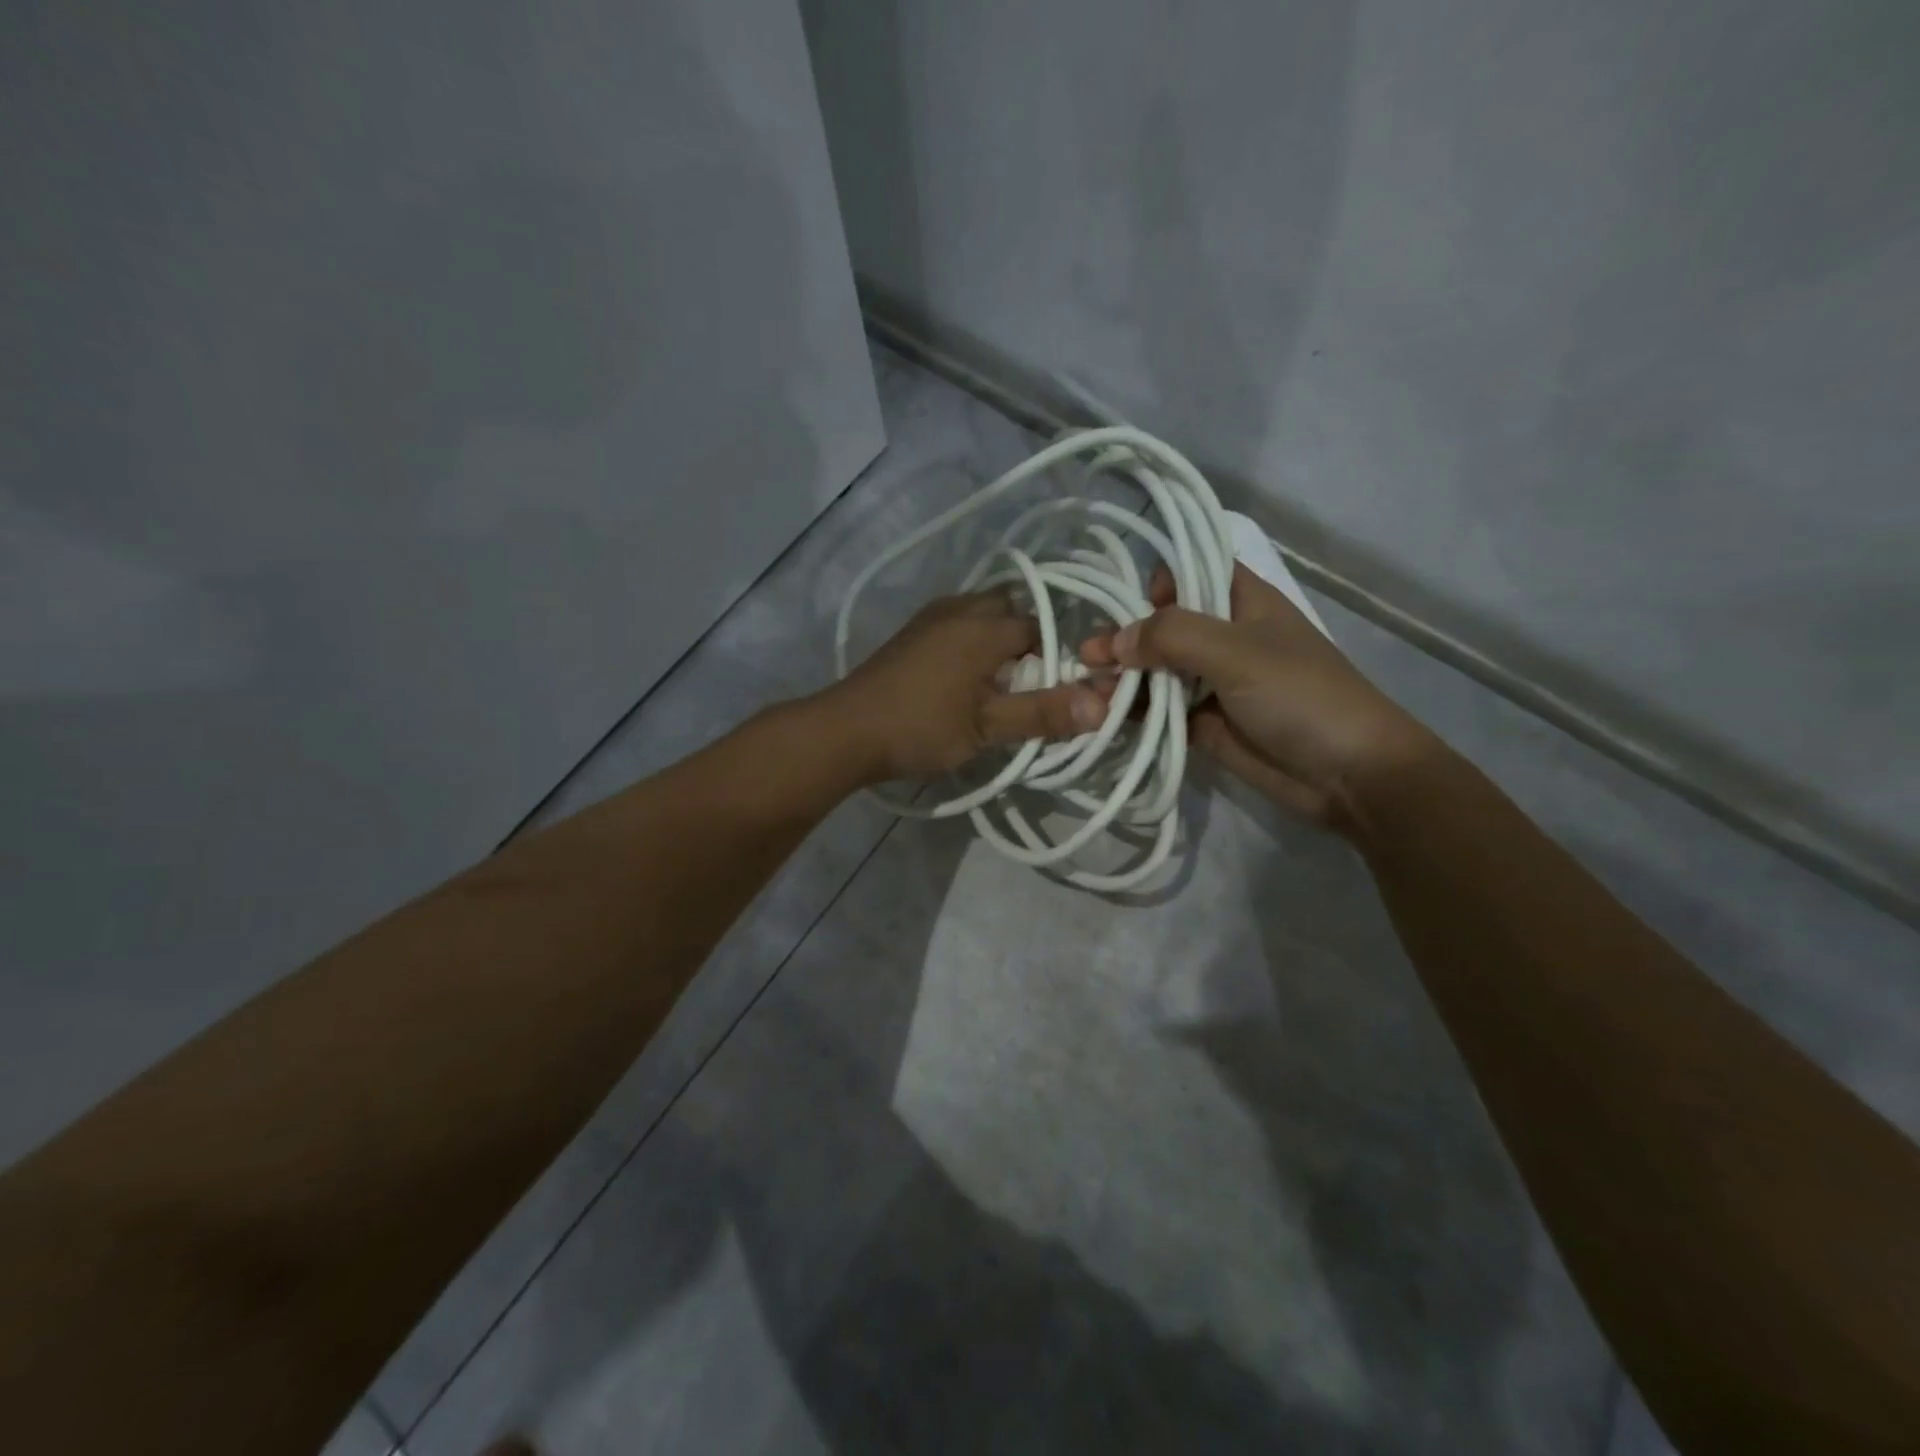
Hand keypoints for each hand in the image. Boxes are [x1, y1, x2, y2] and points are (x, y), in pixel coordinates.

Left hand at [824, 590, 1105, 783]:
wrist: (845, 730)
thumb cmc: (920, 727)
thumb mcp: (987, 727)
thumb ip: (1044, 713)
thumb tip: (1105, 704)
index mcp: (985, 625)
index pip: (1043, 627)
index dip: (1059, 657)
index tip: (1061, 689)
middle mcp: (960, 608)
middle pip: (1011, 610)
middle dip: (1029, 641)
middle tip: (1030, 683)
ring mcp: (931, 617)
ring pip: (982, 614)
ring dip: (999, 641)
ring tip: (1001, 683)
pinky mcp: (911, 633)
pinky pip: (958, 624)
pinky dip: (973, 642)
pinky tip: (966, 678)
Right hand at [1081, 564, 1440, 828]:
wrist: (1348, 774)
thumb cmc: (1301, 695)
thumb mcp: (1238, 652)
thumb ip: (1173, 636)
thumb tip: (1113, 641)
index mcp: (1240, 600)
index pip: (1188, 571)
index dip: (1151, 582)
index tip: (1116, 602)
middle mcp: (1221, 635)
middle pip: (1160, 624)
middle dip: (1122, 636)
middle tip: (1085, 657)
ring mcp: (1210, 681)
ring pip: (1154, 670)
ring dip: (1121, 678)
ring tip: (1085, 690)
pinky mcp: (1201, 722)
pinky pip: (1157, 710)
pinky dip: (1131, 712)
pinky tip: (1100, 716)